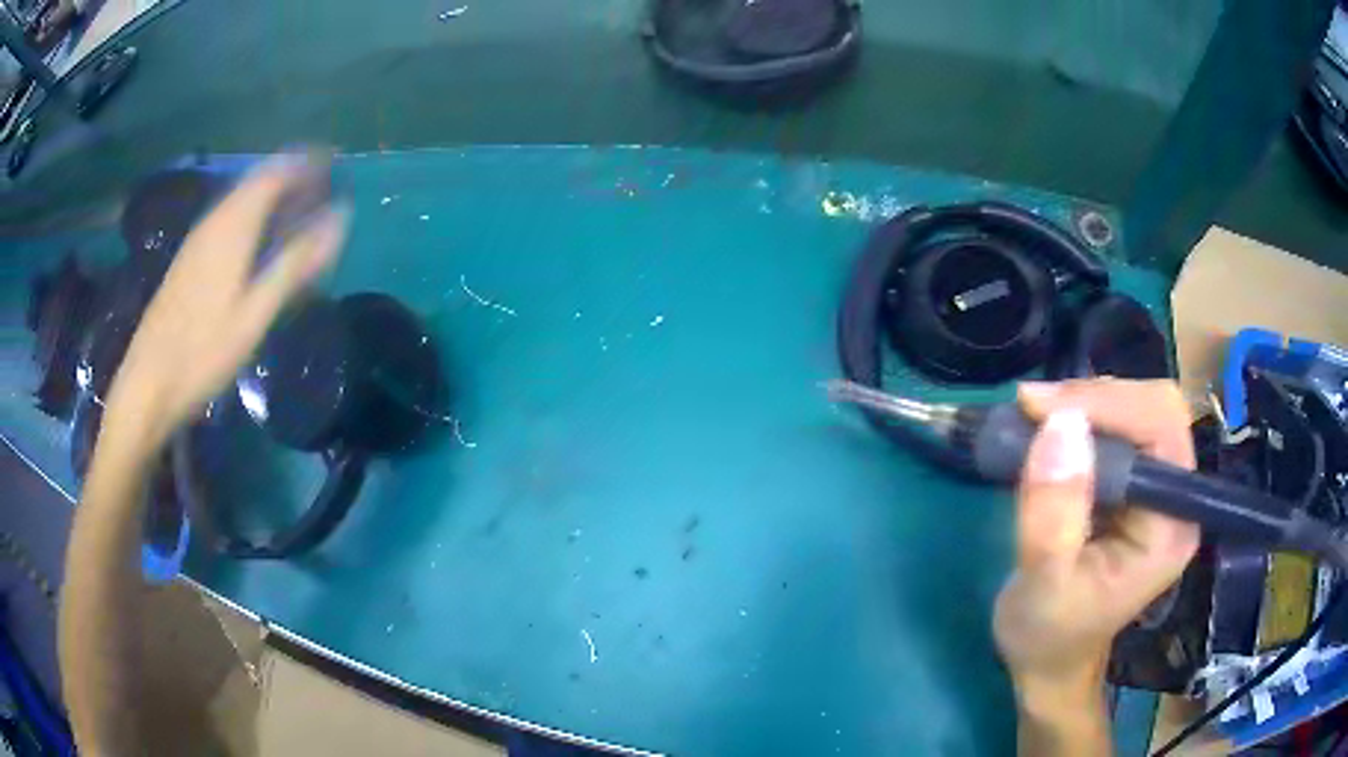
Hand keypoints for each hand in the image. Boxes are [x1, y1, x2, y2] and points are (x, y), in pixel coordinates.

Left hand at [102, 154, 348, 452]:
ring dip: (274, 197)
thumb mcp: (254, 313)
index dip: (307, 162)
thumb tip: (339, 219)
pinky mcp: (190, 259)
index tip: (335, 163)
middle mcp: (215, 221)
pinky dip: (255, 216)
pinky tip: (262, 241)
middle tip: (324, 189)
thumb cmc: (203, 351)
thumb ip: (295, 263)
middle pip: (259, 180)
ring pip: (243, 199)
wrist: (148, 383)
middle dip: (293, 177)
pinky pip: (230, 218)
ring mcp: (199, 239)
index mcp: (232, 226)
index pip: (276, 172)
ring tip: (300, 213)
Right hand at [994, 379, 1199, 700]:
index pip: (1162, 428)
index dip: (1108, 404)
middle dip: (1095, 398)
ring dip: (1085, 404)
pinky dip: (1081, 418)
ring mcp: (1160, 491)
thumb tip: (1061, 424)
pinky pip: (1120, 428)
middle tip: (1032, 410)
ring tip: (1034, 420)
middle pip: (1156, 408)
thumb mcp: (1041, 584)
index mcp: (1170, 526)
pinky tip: (1050, 434)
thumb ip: (1052, 513)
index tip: (1038, 409)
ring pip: (1138, 410)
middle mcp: (1177, 499)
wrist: (1050, 662)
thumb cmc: (1046, 636)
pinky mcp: (1138, 488)